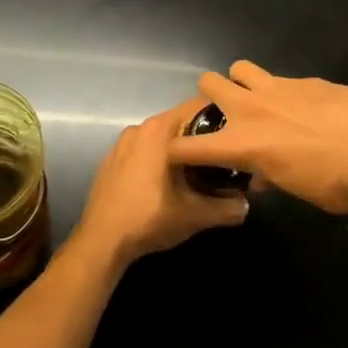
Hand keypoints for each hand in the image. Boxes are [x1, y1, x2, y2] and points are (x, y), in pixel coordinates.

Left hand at [73, 99, 248, 269]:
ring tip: (199, 172)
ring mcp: (122, 143)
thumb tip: (246, 204)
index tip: (237, 133)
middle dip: (202, 137)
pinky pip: (144, 149)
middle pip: (181, 121)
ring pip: (162, 137)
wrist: (101, 241)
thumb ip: (227, 207)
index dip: (222, 117)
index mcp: (160, 129)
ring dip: (180, 149)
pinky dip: (159, 158)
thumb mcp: (195, 215)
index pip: (199, 106)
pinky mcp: (112, 160)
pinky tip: (167, 183)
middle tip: (223, 157)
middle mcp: (140, 127)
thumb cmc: (149, 218)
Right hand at [165, 61, 347, 213]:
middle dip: (209, 98)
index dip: (176, 152)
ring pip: (240, 68)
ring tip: (259, 101)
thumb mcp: (296, 190)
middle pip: (208, 84)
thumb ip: (270, 177)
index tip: (179, 156)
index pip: (188, 146)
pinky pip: (280, 78)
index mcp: (243, 144)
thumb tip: (262, 174)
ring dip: (242, 83)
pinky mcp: (306, 79)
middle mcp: (252, 109)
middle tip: (226, 116)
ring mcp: (279, 87)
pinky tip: (303, 107)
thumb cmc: (337, 183)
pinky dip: (282, 91)